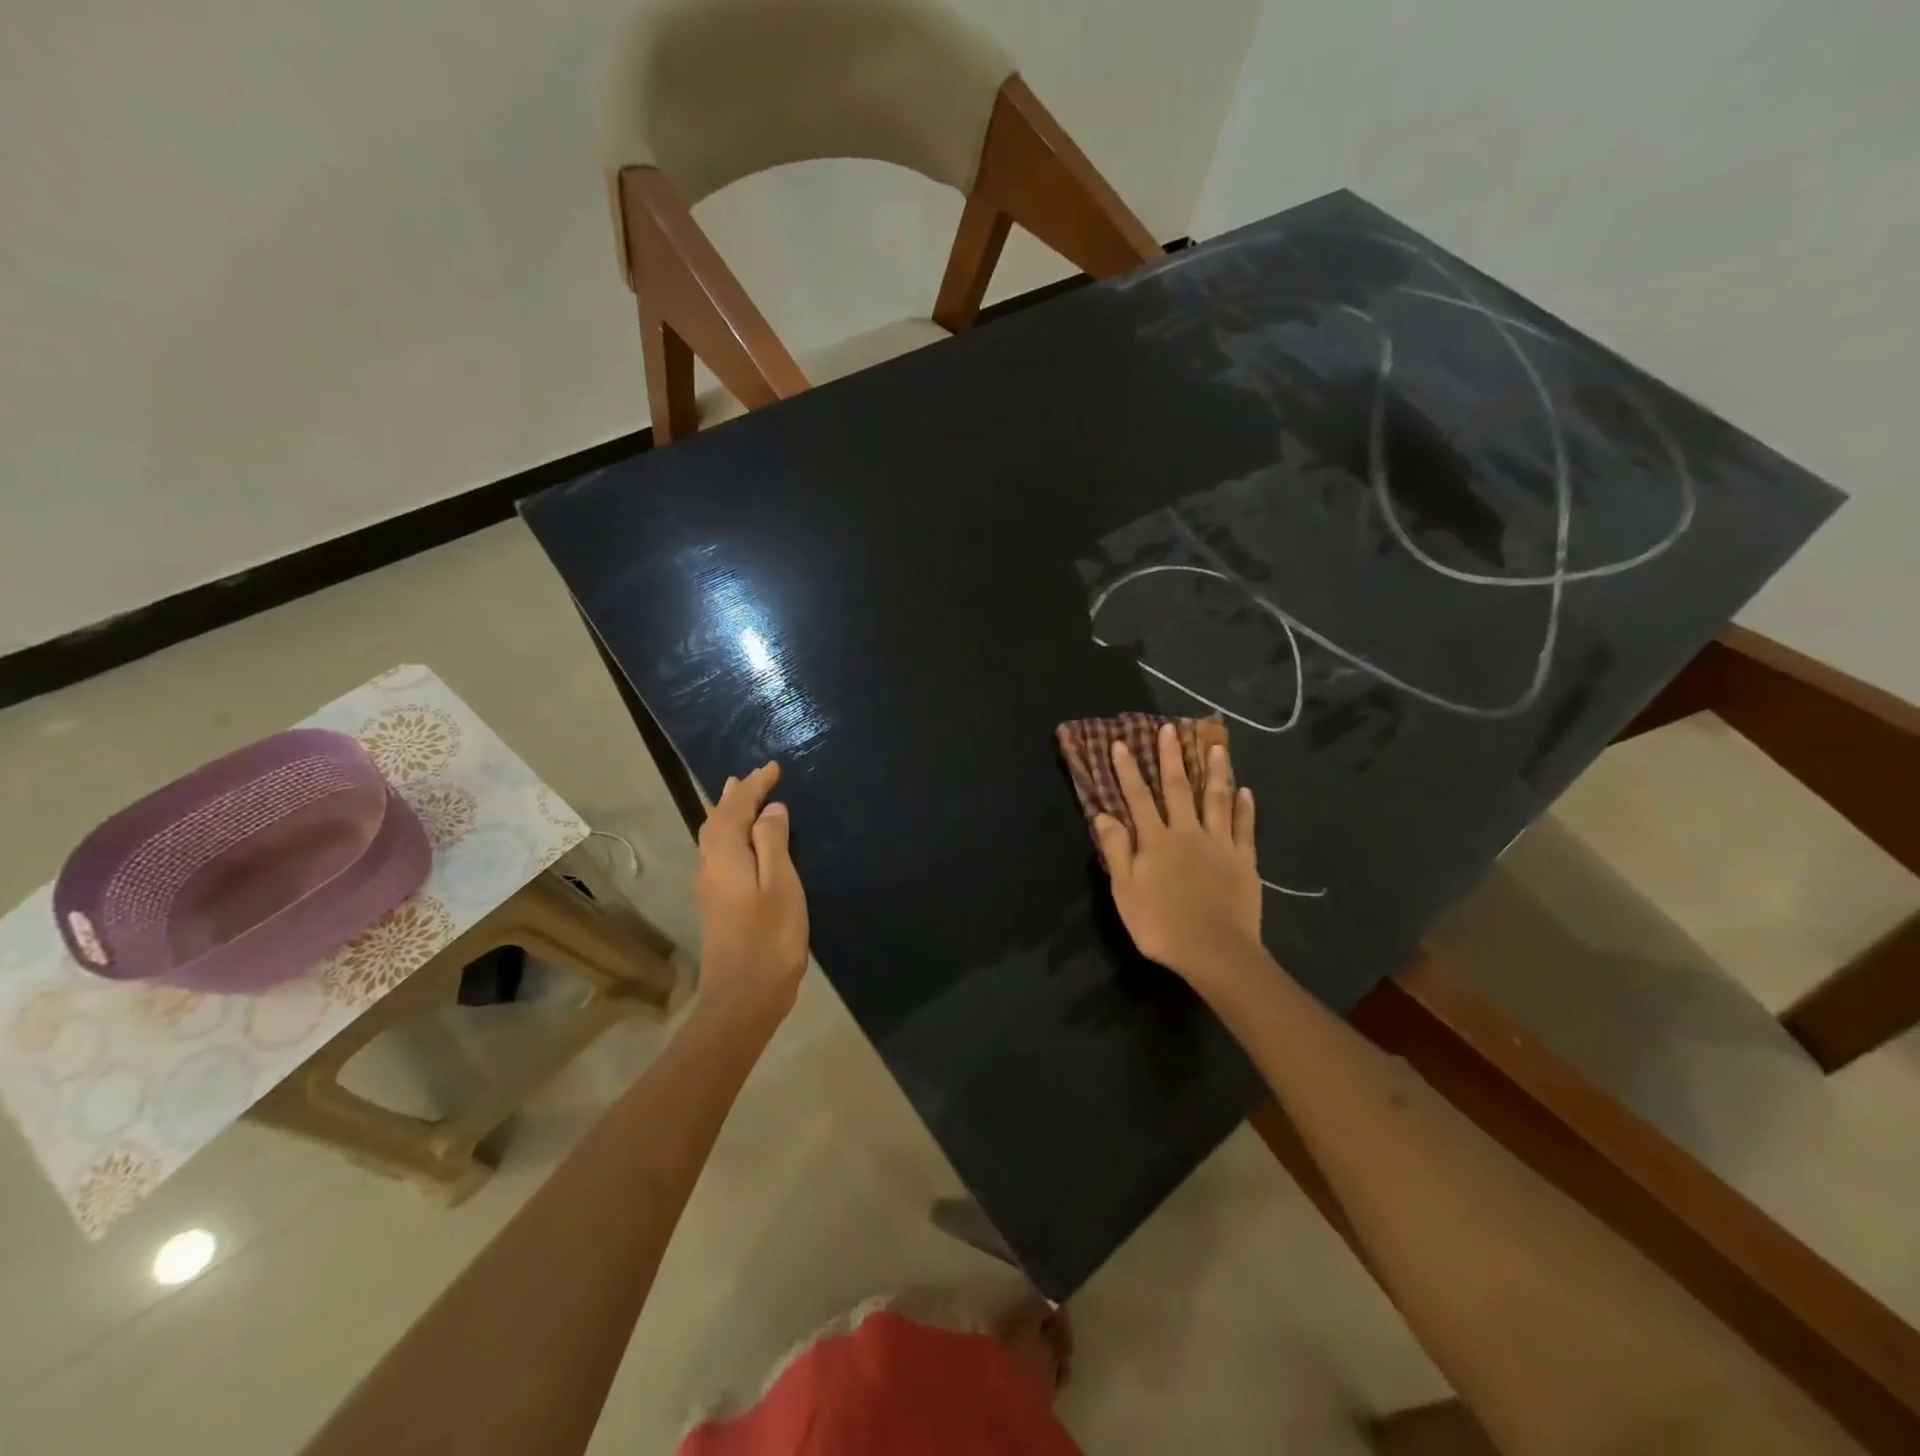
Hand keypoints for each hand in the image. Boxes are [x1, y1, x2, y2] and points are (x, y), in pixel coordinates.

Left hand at [695, 762, 809, 1021]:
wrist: (743, 997)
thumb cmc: (769, 938)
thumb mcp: (781, 884)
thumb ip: (773, 843)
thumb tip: (770, 810)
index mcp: (725, 855)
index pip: (736, 808)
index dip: (754, 786)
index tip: (773, 767)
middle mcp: (709, 865)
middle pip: (717, 820)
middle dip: (736, 796)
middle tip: (753, 777)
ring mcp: (709, 886)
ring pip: (713, 837)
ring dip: (728, 813)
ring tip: (739, 797)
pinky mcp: (715, 903)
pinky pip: (718, 852)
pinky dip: (729, 834)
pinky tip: (740, 842)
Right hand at [1093, 725, 1262, 992]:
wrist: (1215, 951)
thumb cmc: (1161, 925)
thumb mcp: (1125, 891)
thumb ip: (1117, 850)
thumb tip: (1103, 814)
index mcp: (1155, 841)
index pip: (1138, 797)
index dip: (1128, 770)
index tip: (1121, 743)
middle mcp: (1187, 833)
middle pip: (1178, 788)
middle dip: (1171, 758)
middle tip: (1170, 729)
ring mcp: (1219, 844)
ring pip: (1216, 799)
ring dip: (1215, 771)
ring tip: (1217, 746)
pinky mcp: (1244, 860)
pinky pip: (1244, 827)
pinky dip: (1244, 807)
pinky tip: (1245, 790)